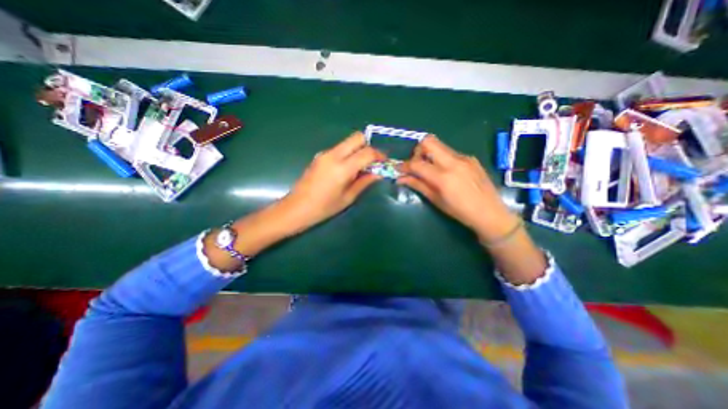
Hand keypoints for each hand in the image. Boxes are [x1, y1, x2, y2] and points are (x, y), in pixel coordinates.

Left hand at [282, 132, 388, 230]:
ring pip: (348, 142)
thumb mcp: (348, 198)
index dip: (379, 155)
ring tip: (359, 169)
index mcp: (342, 168)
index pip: (367, 152)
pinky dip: (348, 154)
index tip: (384, 162)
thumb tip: (378, 173)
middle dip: (368, 147)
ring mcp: (325, 153)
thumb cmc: (324, 208)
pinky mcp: (320, 156)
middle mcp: (333, 155)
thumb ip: (364, 182)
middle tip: (371, 163)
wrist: (296, 208)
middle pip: (357, 137)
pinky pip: (340, 149)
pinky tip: (346, 170)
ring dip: (358, 150)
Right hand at [397, 136, 517, 241]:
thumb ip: (418, 185)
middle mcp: (453, 162)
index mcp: (443, 177)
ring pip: (439, 146)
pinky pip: (450, 153)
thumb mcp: (436, 200)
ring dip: (429, 154)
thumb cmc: (460, 212)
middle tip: (416, 165)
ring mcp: (464, 158)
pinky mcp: (471, 158)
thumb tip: (401, 178)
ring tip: (430, 170)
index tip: (399, 169)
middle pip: (428, 142)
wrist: (491, 213)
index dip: (404, 165)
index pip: (417, 164)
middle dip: (417, 151)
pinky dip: (442, 159)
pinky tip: (446, 173)